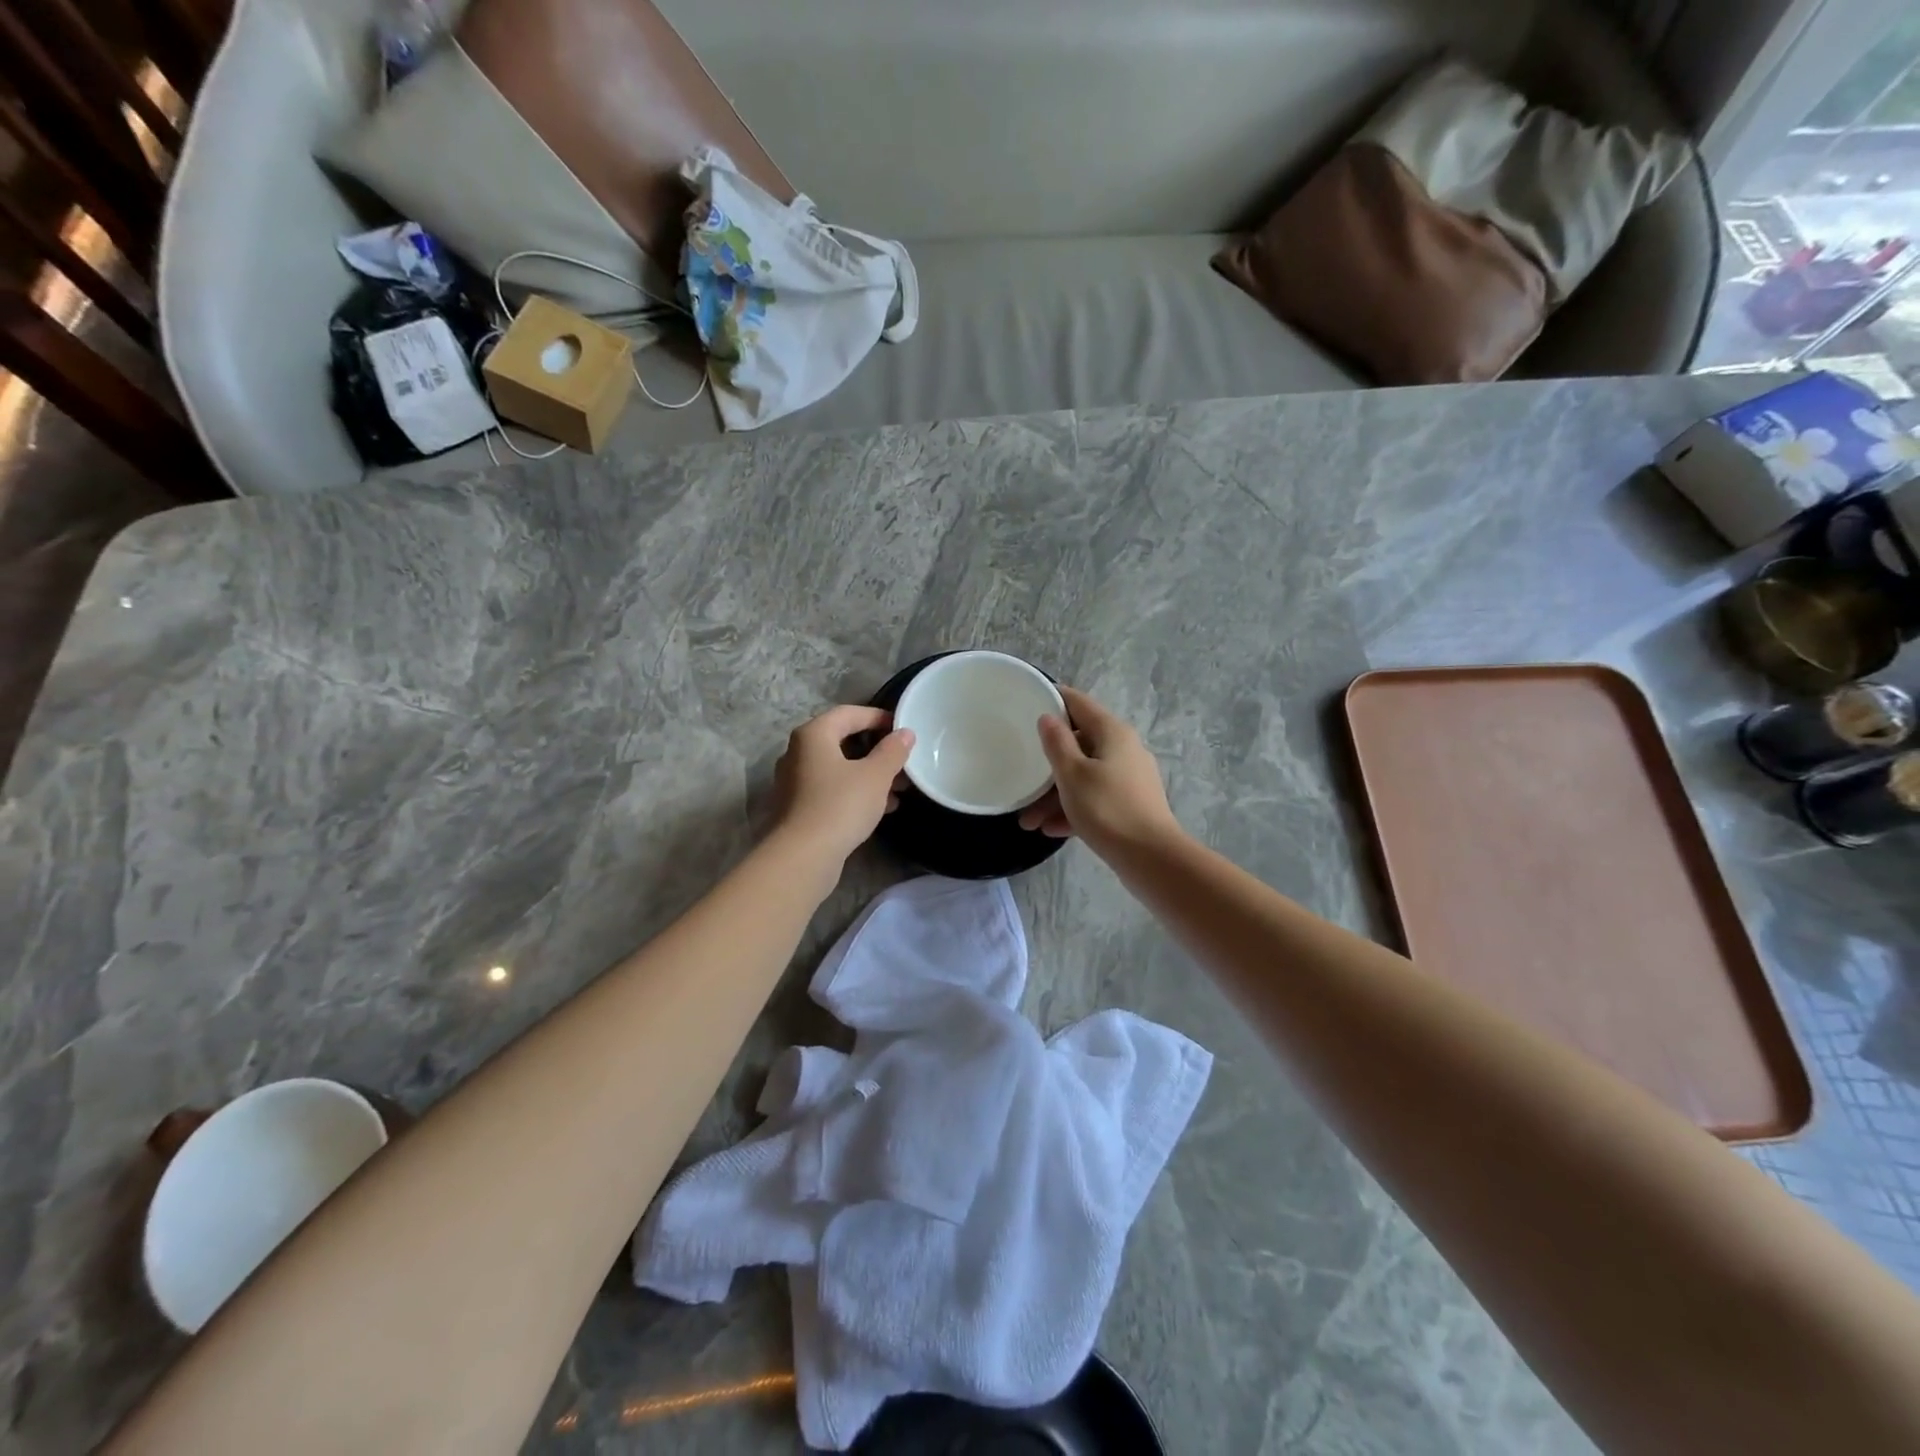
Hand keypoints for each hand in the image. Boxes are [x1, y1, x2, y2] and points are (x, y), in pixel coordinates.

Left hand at [771, 705, 913, 863]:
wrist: (803, 856)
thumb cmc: (841, 805)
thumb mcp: (875, 776)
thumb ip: (893, 751)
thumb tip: (905, 734)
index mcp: (813, 735)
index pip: (849, 713)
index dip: (878, 717)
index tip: (903, 729)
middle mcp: (798, 752)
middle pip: (843, 741)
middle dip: (877, 751)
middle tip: (904, 761)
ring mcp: (795, 781)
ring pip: (840, 768)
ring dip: (870, 774)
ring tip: (900, 788)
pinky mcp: (799, 807)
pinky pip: (832, 789)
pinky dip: (856, 792)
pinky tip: (882, 807)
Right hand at [1017, 686, 1180, 858]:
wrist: (1151, 858)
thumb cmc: (1107, 809)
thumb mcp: (1072, 774)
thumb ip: (1057, 743)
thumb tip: (1048, 717)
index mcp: (1112, 732)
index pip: (1078, 703)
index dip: (1053, 699)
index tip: (1026, 704)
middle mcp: (1124, 748)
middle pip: (1078, 745)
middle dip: (1048, 765)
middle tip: (1022, 780)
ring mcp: (1129, 777)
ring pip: (1084, 776)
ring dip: (1055, 795)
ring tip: (1029, 821)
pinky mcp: (1130, 804)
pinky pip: (1095, 798)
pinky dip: (1074, 809)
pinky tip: (1051, 830)